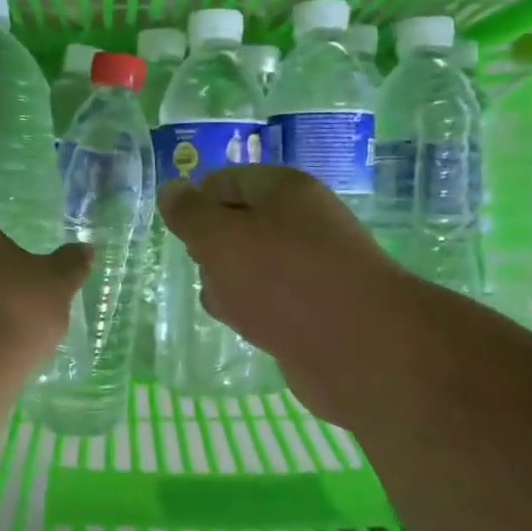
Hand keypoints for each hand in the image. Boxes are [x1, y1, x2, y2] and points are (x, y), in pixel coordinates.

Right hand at [158, 166, 413, 425]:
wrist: (361, 348)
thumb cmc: (284, 280)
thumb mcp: (221, 239)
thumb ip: (190, 214)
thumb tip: (170, 190)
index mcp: (283, 190)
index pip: (224, 182)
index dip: (195, 204)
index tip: (178, 234)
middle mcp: (299, 222)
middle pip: (235, 225)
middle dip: (211, 250)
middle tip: (207, 270)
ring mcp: (309, 267)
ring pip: (249, 268)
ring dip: (229, 285)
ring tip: (230, 306)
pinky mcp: (314, 309)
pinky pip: (268, 301)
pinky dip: (253, 311)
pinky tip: (249, 327)